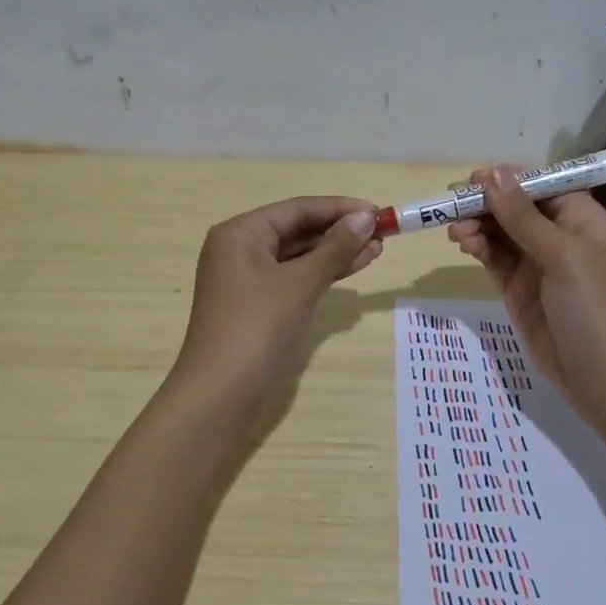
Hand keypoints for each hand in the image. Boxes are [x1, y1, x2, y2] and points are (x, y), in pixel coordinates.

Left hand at [173, 195, 382, 414]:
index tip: (379, 212)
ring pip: (298, 256)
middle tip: (383, 234)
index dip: (340, 209)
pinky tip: (354, 269)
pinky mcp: (258, 305)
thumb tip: (366, 217)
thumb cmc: (257, 329)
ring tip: (377, 250)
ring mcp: (248, 279)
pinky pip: (295, 278)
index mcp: (240, 233)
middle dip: (340, 231)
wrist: (221, 396)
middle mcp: (240, 249)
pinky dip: (322, 274)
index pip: (297, 209)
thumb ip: (335, 248)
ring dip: (336, 253)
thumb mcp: (300, 284)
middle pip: (297, 230)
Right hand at [448, 167, 605, 431]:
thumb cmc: (594, 307)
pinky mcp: (518, 289)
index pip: (541, 186)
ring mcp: (537, 264)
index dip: (509, 180)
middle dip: (486, 204)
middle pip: (516, 207)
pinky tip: (464, 244)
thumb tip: (493, 174)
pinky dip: (478, 248)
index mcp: (582, 219)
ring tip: (455, 231)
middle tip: (453, 206)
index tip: (473, 180)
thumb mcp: (562, 255)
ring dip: (477, 226)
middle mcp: (560, 236)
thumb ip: (523, 216)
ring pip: (501, 233)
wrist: (604, 378)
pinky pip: (494, 259)